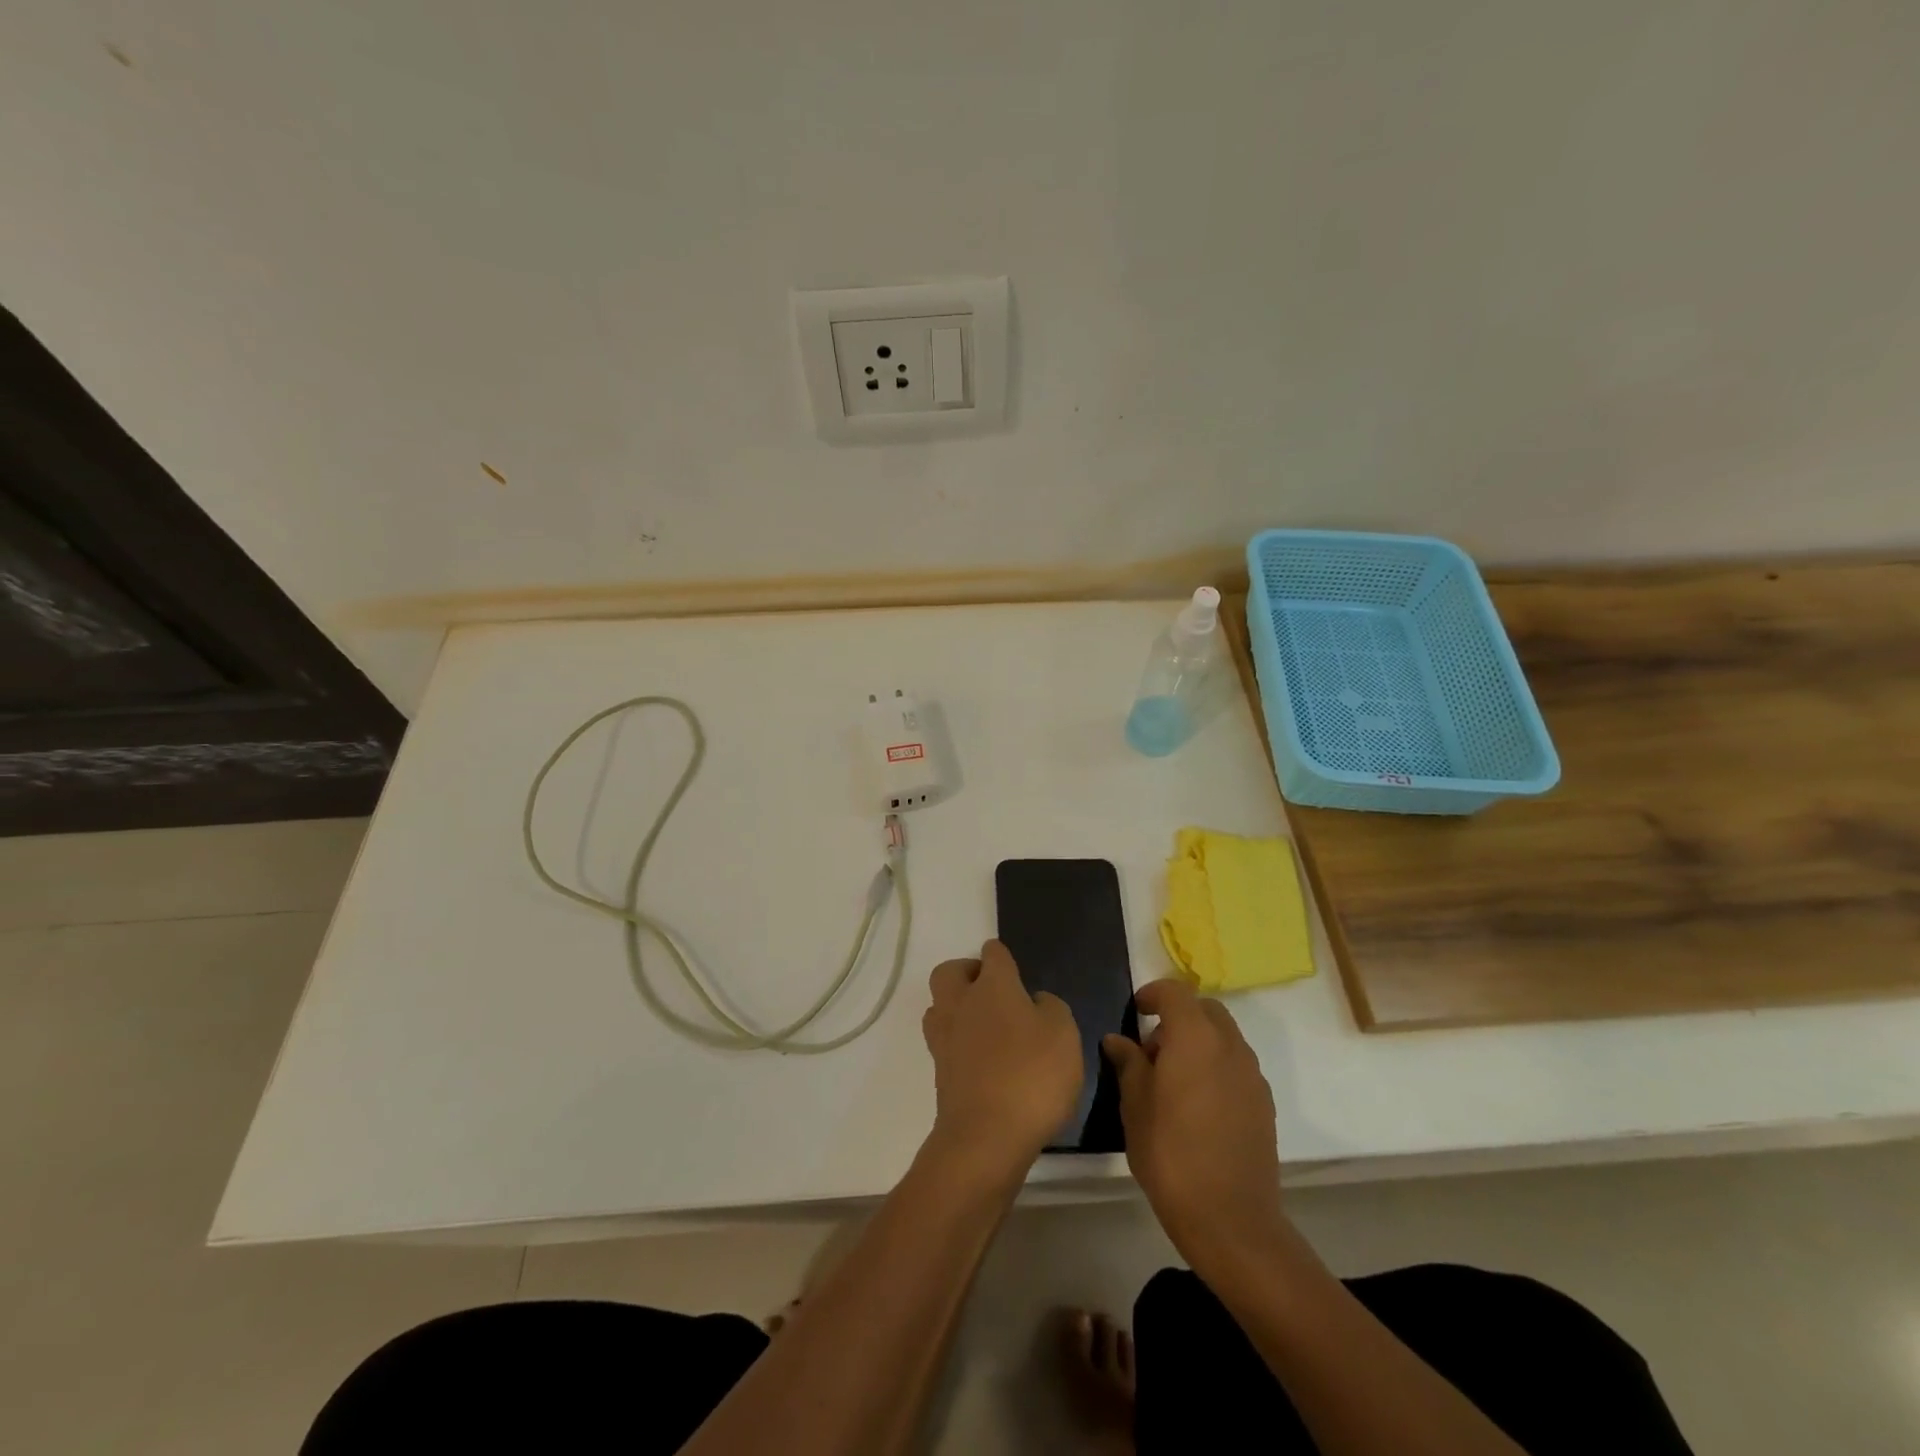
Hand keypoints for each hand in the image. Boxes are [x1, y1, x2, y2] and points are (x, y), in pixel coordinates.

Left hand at [921, 940, 1082, 1180]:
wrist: (986, 1137)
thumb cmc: (1031, 1075)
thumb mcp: (1063, 1034)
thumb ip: (1050, 1008)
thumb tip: (1034, 1002)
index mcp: (993, 986)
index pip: (993, 953)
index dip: (1003, 957)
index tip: (1016, 972)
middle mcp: (961, 1003)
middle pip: (950, 971)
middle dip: (967, 973)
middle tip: (993, 991)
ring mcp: (944, 1038)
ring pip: (940, 1005)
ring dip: (957, 1007)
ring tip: (986, 1026)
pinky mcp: (939, 1071)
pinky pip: (943, 1041)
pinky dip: (958, 1041)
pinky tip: (982, 1059)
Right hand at [1102, 980, 1285, 1278]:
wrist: (1231, 1220)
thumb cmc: (1171, 1155)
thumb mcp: (1134, 1106)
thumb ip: (1128, 1064)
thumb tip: (1118, 1040)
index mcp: (1194, 1037)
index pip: (1175, 992)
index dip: (1152, 994)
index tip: (1135, 1012)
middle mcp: (1229, 1045)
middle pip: (1205, 1010)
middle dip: (1178, 1017)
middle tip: (1152, 1050)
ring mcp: (1252, 1074)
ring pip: (1223, 1037)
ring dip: (1198, 1041)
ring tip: (1172, 1081)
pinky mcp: (1264, 1102)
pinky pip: (1236, 1065)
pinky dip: (1215, 1066)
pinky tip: (1198, 1105)